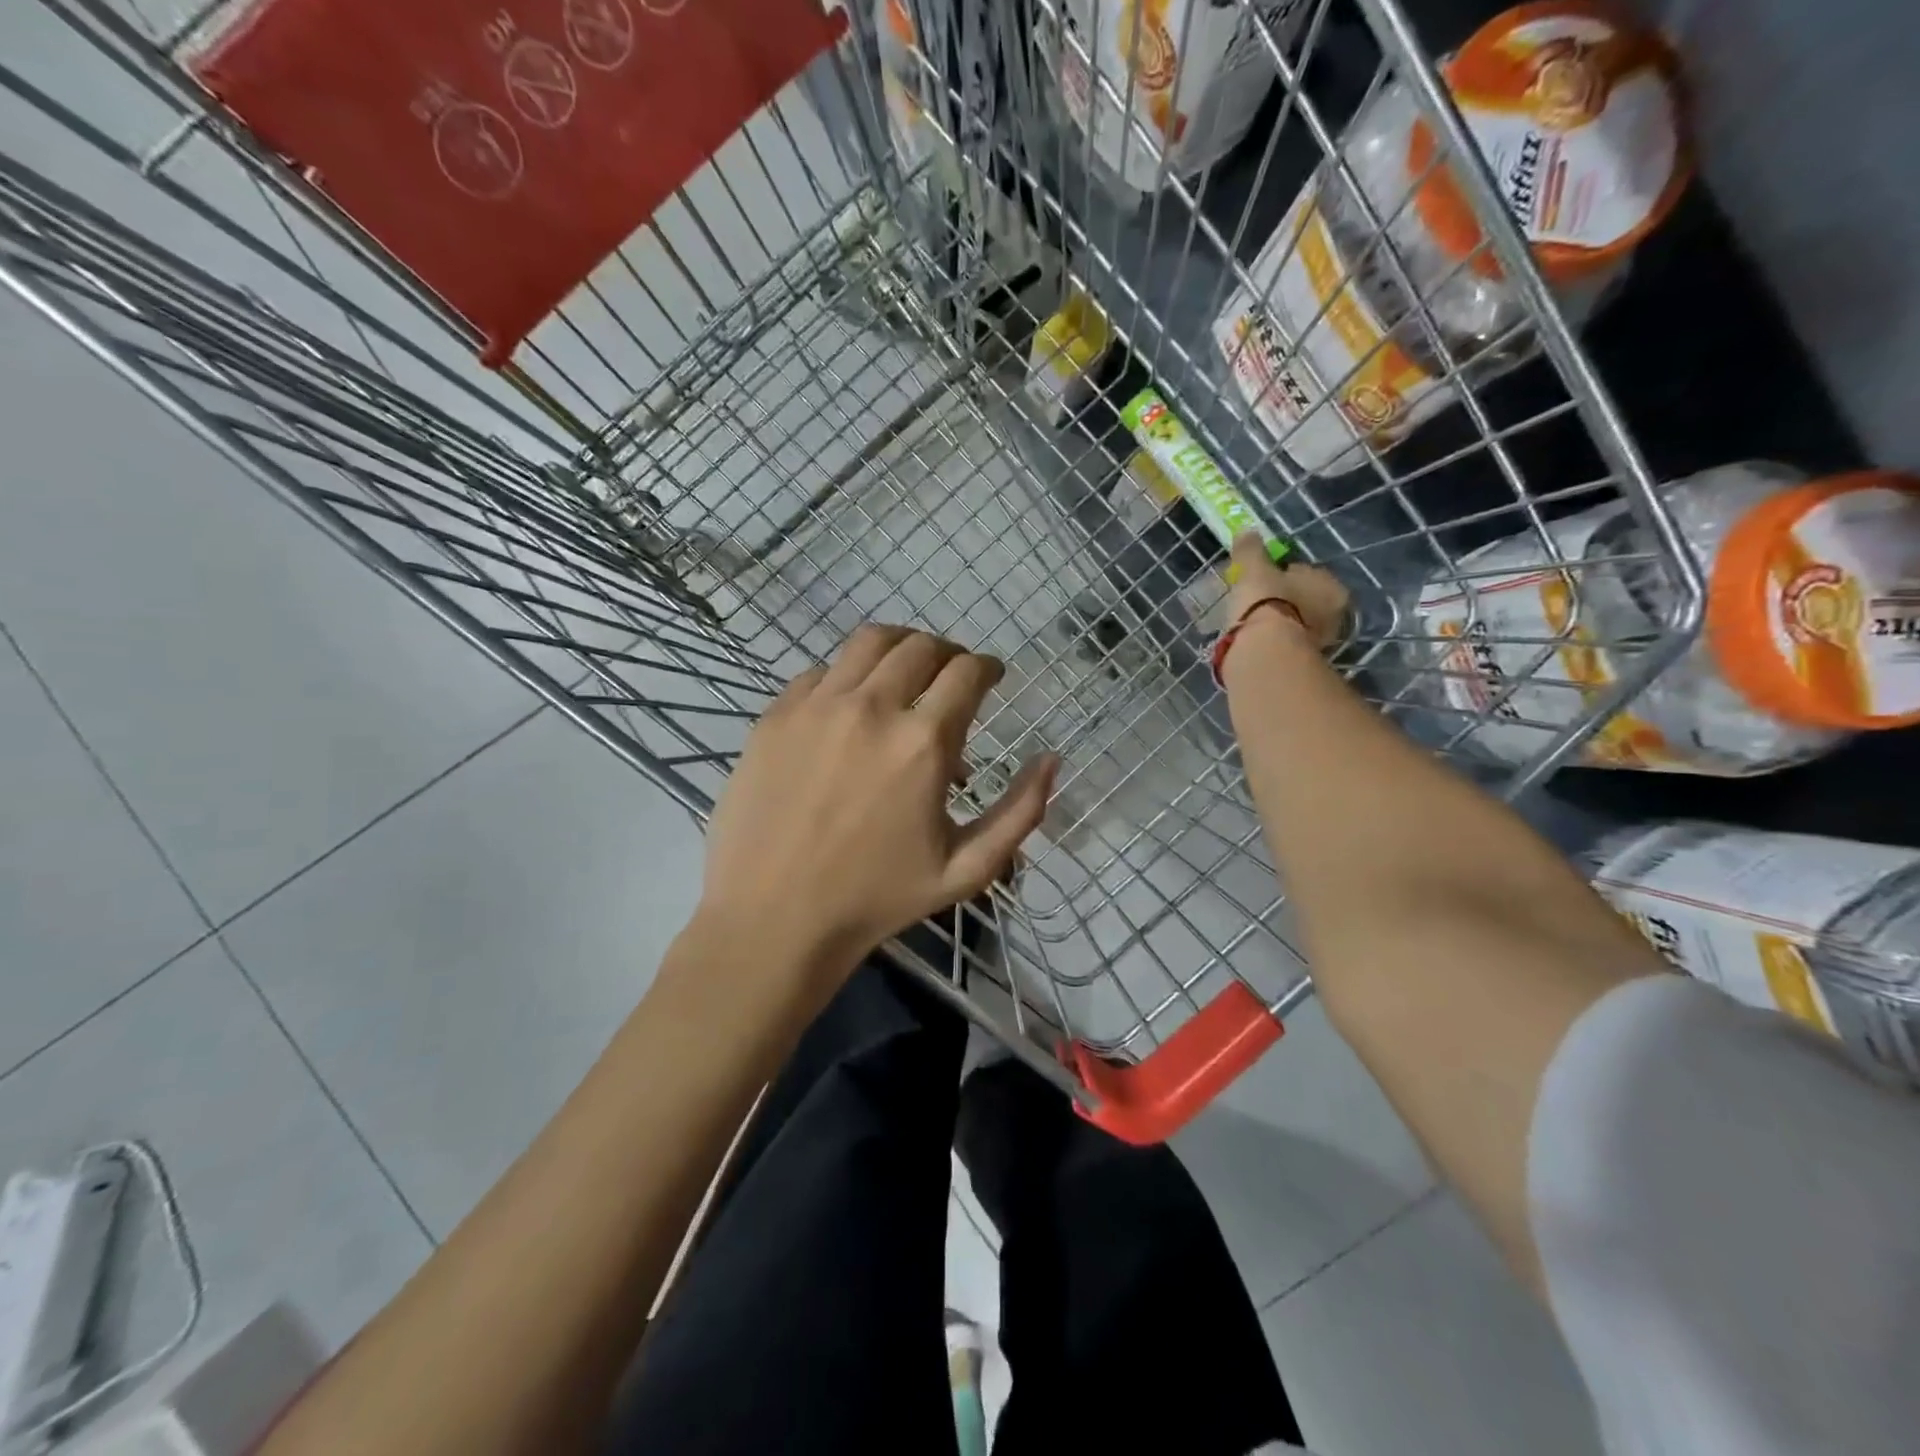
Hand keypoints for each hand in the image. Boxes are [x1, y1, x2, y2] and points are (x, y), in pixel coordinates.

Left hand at [699, 625, 1056, 991]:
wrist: (774, 918)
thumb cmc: (877, 899)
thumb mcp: (967, 869)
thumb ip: (1020, 812)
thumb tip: (1051, 759)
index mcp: (923, 743)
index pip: (967, 672)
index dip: (988, 667)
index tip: (991, 677)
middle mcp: (871, 708)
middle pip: (921, 646)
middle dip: (948, 654)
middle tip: (952, 676)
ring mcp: (817, 706)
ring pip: (869, 642)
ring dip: (900, 648)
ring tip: (906, 672)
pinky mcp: (776, 716)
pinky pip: (820, 671)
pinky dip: (848, 676)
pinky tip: (850, 705)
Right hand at [1227, 533, 1350, 650]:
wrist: (1264, 651)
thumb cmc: (1265, 602)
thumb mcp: (1254, 569)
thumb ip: (1251, 550)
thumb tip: (1247, 532)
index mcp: (1331, 586)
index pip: (1306, 573)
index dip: (1281, 574)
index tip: (1260, 579)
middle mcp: (1334, 614)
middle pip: (1303, 600)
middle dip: (1283, 599)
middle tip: (1255, 601)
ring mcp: (1320, 642)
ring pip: (1295, 623)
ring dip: (1278, 621)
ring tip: (1250, 622)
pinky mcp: (1301, 663)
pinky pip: (1284, 643)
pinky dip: (1272, 640)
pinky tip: (1253, 640)